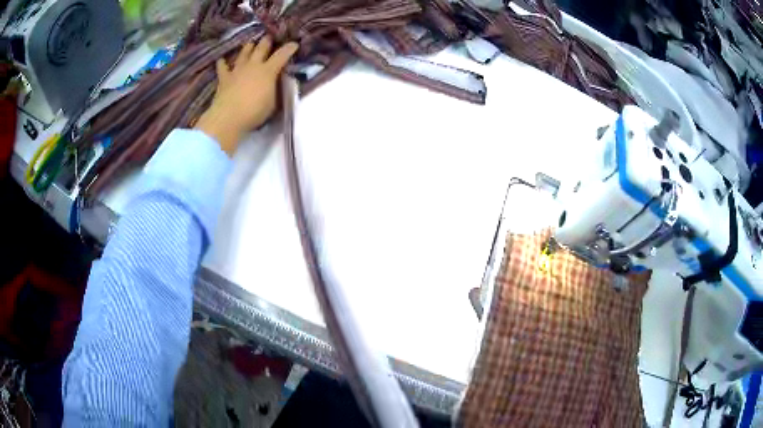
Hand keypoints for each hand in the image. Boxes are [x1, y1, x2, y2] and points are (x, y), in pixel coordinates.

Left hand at [195, 36, 298, 154]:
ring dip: (248, 47)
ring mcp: (237, 70)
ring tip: (251, 43)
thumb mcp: (273, 102)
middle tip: (270, 37)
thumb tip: (277, 82)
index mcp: (268, 71)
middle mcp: (253, 66)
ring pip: (243, 53)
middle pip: (261, 48)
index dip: (289, 48)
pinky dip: (223, 63)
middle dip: (267, 41)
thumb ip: (276, 89)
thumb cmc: (254, 112)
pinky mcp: (224, 78)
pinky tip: (221, 59)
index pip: (282, 55)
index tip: (294, 44)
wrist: (228, 118)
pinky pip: (222, 67)